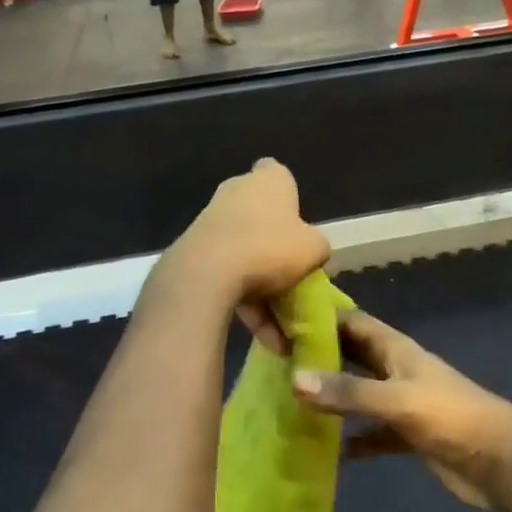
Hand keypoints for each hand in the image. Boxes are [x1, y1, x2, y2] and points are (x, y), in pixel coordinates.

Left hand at [167, 159, 329, 352]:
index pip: (277, 174)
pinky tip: (262, 336)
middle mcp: (237, 191)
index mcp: (269, 180)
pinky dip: (244, 300)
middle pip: (261, 217)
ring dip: (263, 287)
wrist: (207, 274)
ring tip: (280, 328)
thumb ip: (317, 247)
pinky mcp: (194, 250)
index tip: (296, 223)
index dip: (289, 197)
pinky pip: (227, 275)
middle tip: (292, 275)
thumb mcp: (314, 249)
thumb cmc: (270, 249)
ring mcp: (211, 220)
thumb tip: (311, 253)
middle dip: (274, 246)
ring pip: (245, 252)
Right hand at [292, 312, 511, 511]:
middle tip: (275, 359)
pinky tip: (327, 450)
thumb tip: (294, 379)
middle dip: (320, 354)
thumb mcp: (398, 400)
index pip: (353, 322)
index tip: (282, 317)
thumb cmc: (451, 417)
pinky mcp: (408, 435)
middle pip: (353, 354)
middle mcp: (396, 370)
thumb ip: (349, 392)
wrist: (501, 462)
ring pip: (360, 393)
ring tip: (290, 400)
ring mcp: (403, 403)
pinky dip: (353, 439)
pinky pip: (373, 433)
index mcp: (397, 349)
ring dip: (333, 396)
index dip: (322, 316)